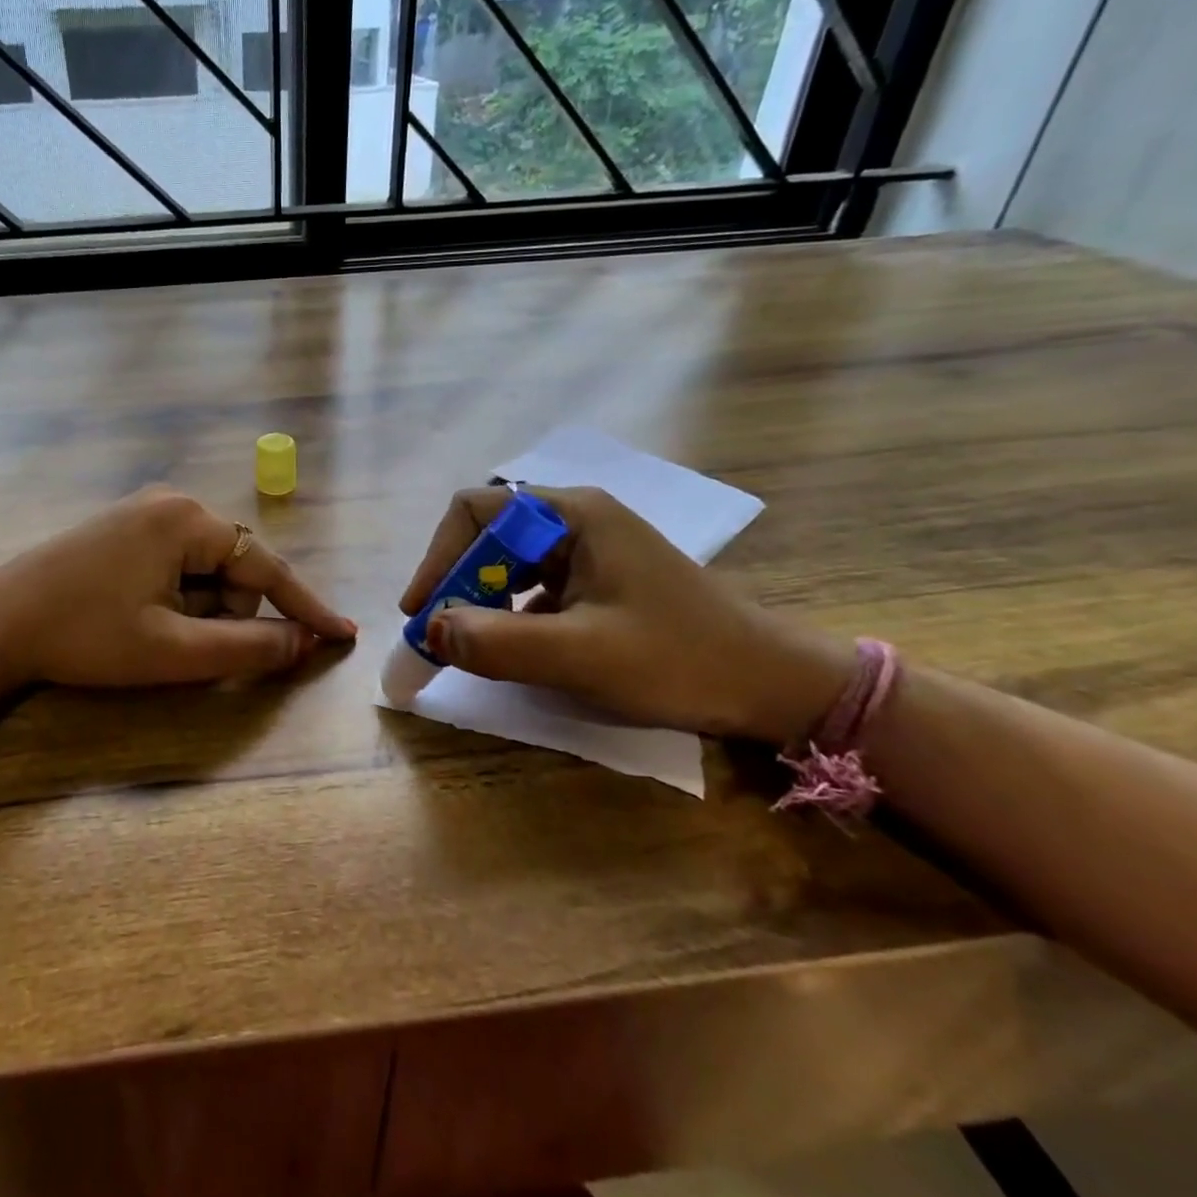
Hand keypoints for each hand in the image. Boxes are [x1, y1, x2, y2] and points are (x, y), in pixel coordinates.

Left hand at [0, 487, 357, 689]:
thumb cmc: (87, 636)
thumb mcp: (174, 650)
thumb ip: (247, 647)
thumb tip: (304, 644)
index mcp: (188, 520)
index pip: (267, 566)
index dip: (305, 606)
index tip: (341, 634)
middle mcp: (172, 502)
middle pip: (233, 568)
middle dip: (223, 613)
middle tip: (177, 645)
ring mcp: (143, 511)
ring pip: (203, 569)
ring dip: (195, 609)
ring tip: (147, 632)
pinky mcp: (122, 528)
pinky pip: (174, 563)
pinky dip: (174, 597)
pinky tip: (134, 615)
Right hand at [399, 486, 852, 744]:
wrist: (775, 685)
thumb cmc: (680, 660)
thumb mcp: (582, 657)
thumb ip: (498, 643)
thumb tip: (430, 631)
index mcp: (572, 515)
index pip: (475, 511)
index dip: (438, 557)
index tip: (422, 610)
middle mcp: (576, 519)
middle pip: (487, 533)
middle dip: (456, 581)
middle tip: (441, 633)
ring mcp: (590, 549)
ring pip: (508, 561)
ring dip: (480, 599)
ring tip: (470, 644)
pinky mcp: (599, 579)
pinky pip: (533, 586)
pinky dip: (508, 613)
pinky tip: (514, 648)